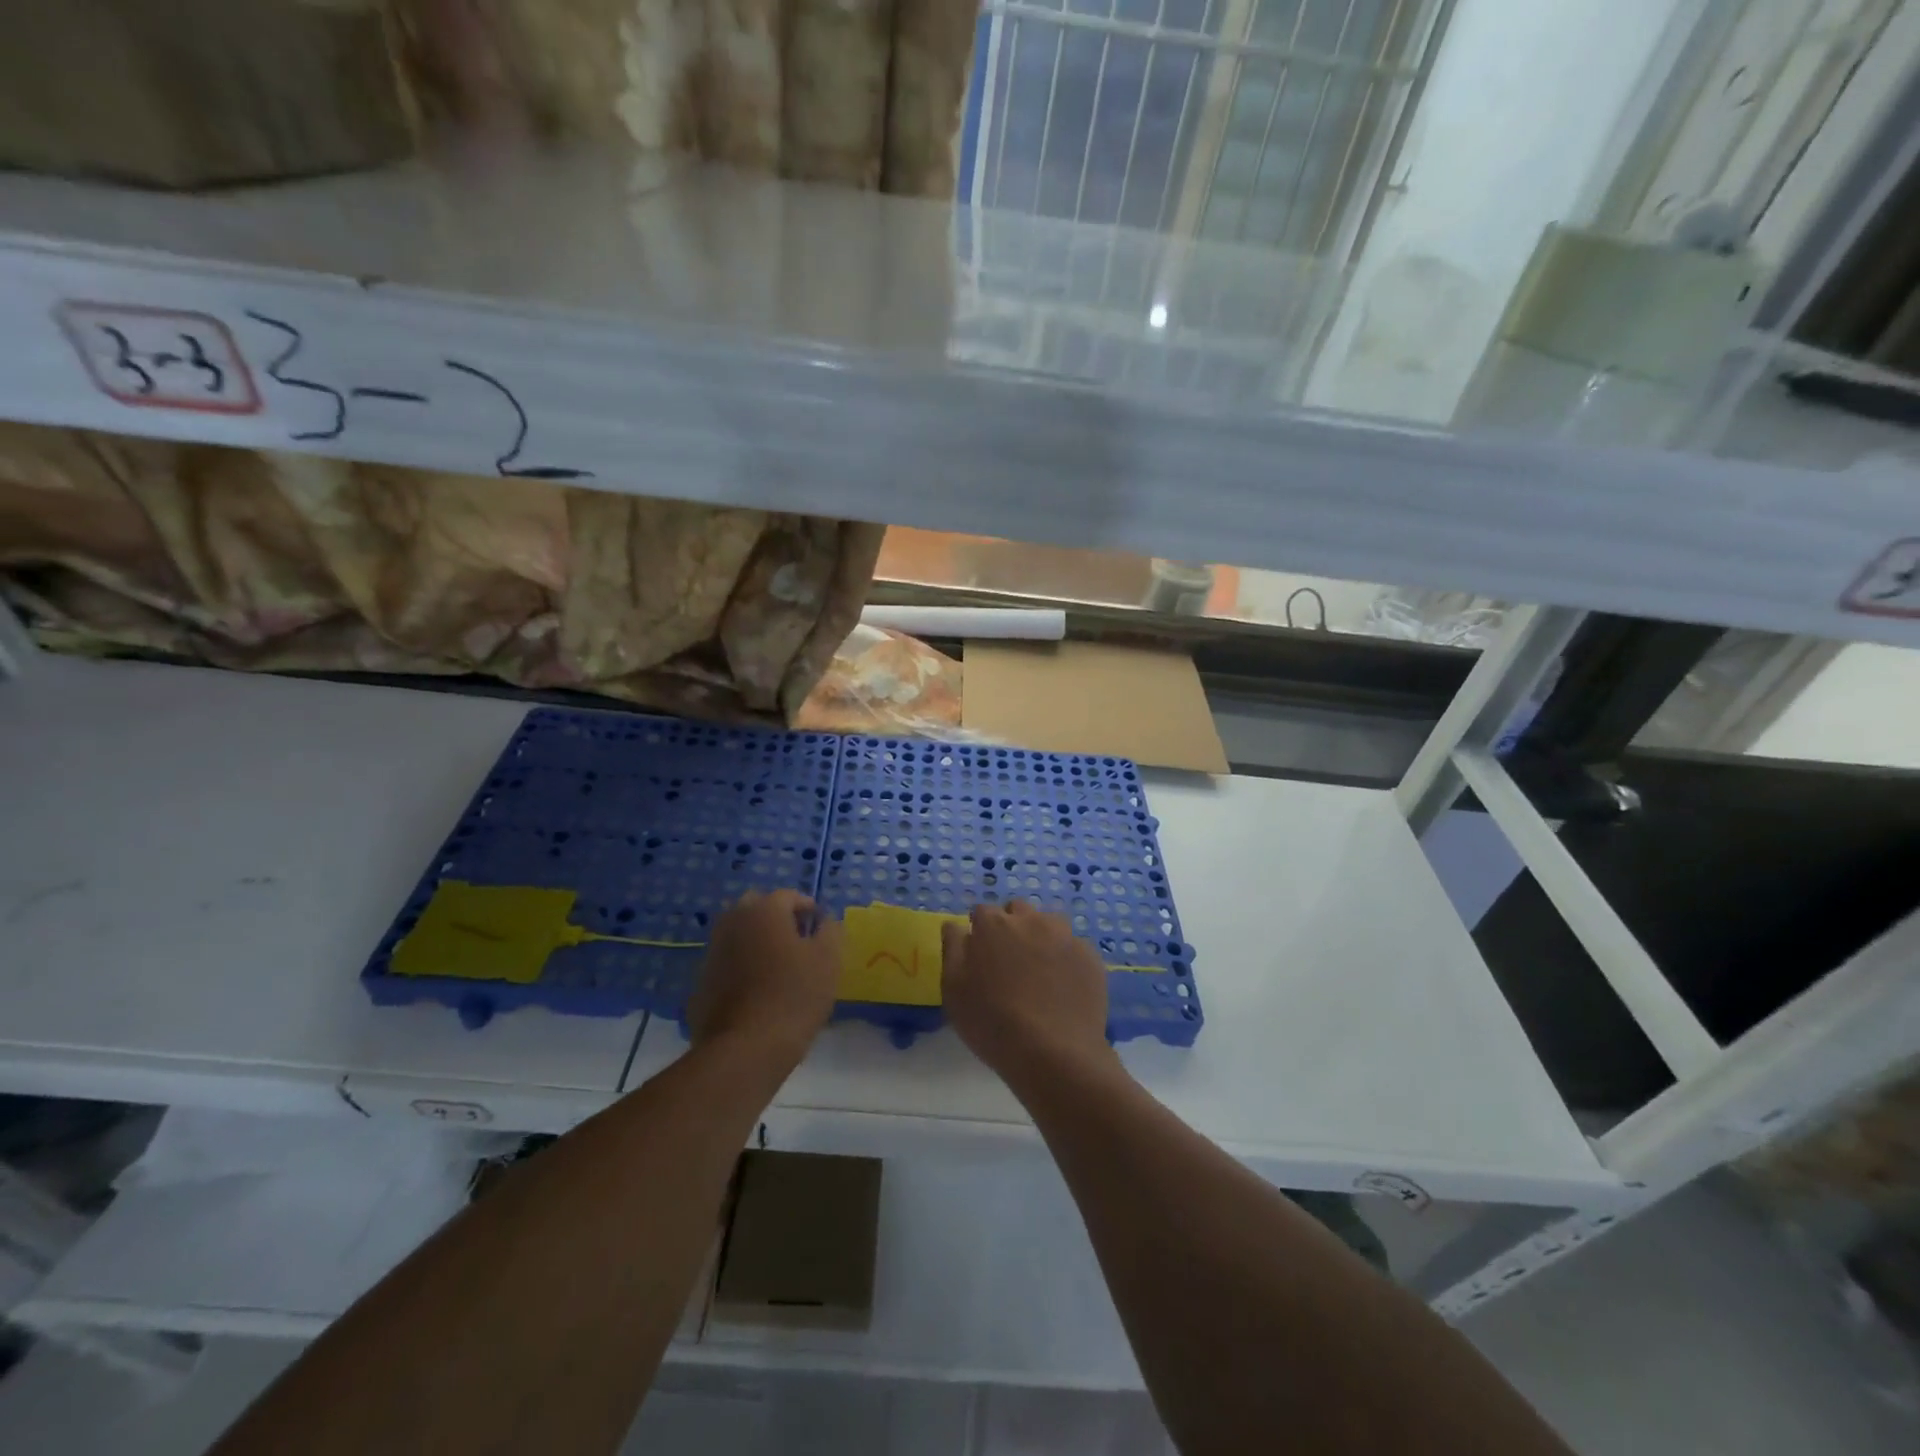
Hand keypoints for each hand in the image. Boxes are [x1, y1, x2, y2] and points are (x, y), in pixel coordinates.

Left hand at [686, 890, 840, 1069]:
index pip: (789, 896)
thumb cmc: (794, 996)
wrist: (744, 1050)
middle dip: (777, 918)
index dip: (808, 908)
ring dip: (756, 941)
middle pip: (756, 908)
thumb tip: (824, 920)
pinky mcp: (700, 982)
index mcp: (764, 911)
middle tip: (798, 941)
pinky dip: (741, 967)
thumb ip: (830, 931)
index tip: (821, 928)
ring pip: (737, 934)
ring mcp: (711, 952)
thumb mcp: (828, 960)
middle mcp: (732, 922)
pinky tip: (756, 993)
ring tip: (778, 968)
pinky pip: (726, 963)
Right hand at [941, 900, 1118, 1090]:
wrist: (1054, 1053)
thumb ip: (953, 949)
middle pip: (1018, 911)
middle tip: (1009, 963)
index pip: (982, 912)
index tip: (980, 956)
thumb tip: (956, 925)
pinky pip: (1073, 948)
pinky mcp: (1090, 957)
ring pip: (1049, 925)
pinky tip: (1063, 988)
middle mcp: (1031, 920)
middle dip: (1011, 927)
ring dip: (1041, 938)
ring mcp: (1065, 936)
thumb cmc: (992, 1022)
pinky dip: (1066, 960)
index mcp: (994, 924)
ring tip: (1039, 973)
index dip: (980, 932)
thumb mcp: (953, 989)